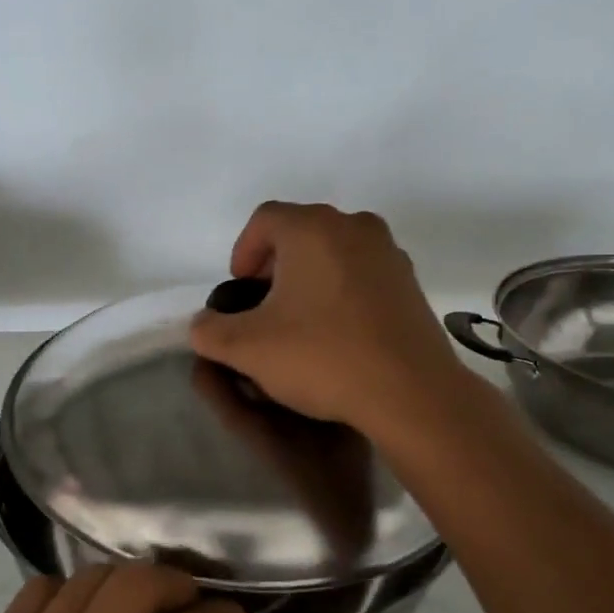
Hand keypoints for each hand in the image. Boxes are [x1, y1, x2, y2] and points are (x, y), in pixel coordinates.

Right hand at [189, 202, 469, 435]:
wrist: (410, 393)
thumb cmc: (322, 357)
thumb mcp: (247, 349)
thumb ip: (209, 331)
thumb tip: (202, 325)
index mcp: (312, 229)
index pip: (264, 219)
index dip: (243, 251)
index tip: (239, 290)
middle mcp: (354, 226)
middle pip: (301, 231)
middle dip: (275, 264)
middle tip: (264, 306)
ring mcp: (389, 253)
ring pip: (334, 251)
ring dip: (310, 276)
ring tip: (300, 320)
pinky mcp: (411, 282)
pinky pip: (363, 273)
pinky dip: (342, 290)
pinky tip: (338, 332)